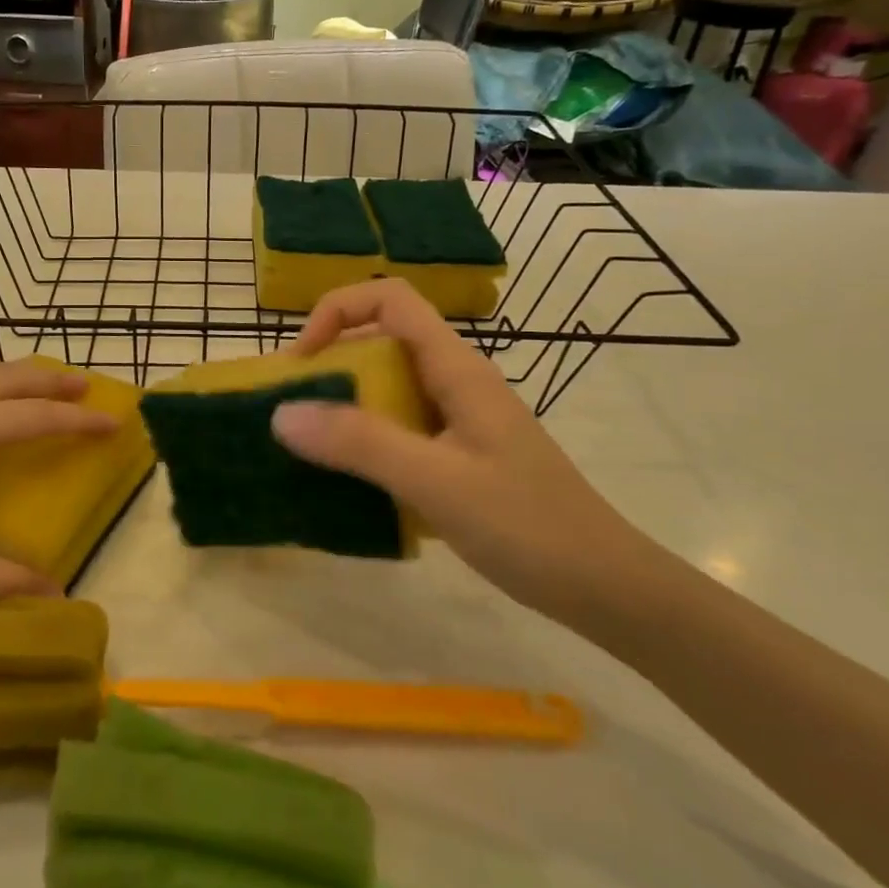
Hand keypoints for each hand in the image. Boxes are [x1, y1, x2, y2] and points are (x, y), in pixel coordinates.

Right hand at [270, 280, 655, 622]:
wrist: (606, 587)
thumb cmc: (528, 526)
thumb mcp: (437, 481)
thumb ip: (360, 443)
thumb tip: (282, 413)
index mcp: (456, 369)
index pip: (390, 300)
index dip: (337, 312)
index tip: (302, 363)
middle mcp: (455, 383)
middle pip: (381, 342)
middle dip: (328, 364)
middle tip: (289, 412)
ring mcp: (458, 421)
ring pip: (387, 389)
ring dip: (342, 407)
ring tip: (305, 447)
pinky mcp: (458, 456)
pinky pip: (398, 430)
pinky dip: (363, 443)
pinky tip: (346, 481)